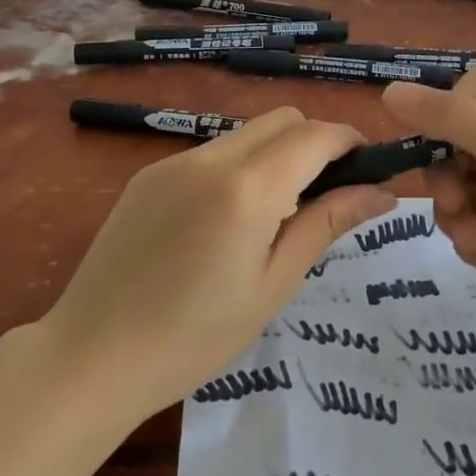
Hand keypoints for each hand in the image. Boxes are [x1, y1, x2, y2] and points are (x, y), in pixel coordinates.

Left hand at [40, 109, 393, 419]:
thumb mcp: (273, 284)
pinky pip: (211, 152)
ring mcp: (174, 162)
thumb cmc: (195, 336)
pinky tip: (226, 220)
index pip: (316, 135)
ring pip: (246, 132)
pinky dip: (238, 167)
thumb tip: (381, 193)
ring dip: (276, 154)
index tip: (367, 170)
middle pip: (282, 120)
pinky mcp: (149, 174)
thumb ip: (326, 224)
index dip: (350, 142)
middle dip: (315, 142)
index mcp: (247, 188)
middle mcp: (211, 158)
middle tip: (324, 195)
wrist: (93, 355)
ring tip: (274, 214)